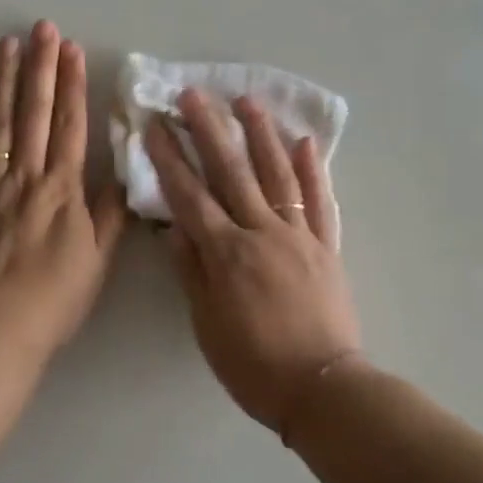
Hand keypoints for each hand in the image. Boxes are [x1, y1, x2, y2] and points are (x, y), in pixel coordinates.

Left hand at [0, 22, 126, 355]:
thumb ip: (109, 215)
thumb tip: (123, 175)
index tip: (73, 50)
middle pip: (35, 113)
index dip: (73, 85)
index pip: (70, 126)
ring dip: (3, 80)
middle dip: (41, 67)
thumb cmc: (54, 298)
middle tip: (43, 28)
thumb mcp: (97, 260)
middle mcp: (26, 176)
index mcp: (63, 189)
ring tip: (6, 43)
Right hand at [145, 90, 362, 430]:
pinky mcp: (327, 246)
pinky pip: (320, 201)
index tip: (155, 127)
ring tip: (247, 101)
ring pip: (277, 175)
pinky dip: (313, 170)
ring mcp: (299, 236)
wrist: (322, 388)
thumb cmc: (254, 364)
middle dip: (209, 131)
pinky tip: (304, 142)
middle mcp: (262, 233)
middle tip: (193, 95)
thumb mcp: (207, 325)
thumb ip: (192, 272)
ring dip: (261, 135)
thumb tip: (175, 228)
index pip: (190, 196)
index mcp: (227, 254)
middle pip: (232, 173)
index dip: (170, 160)